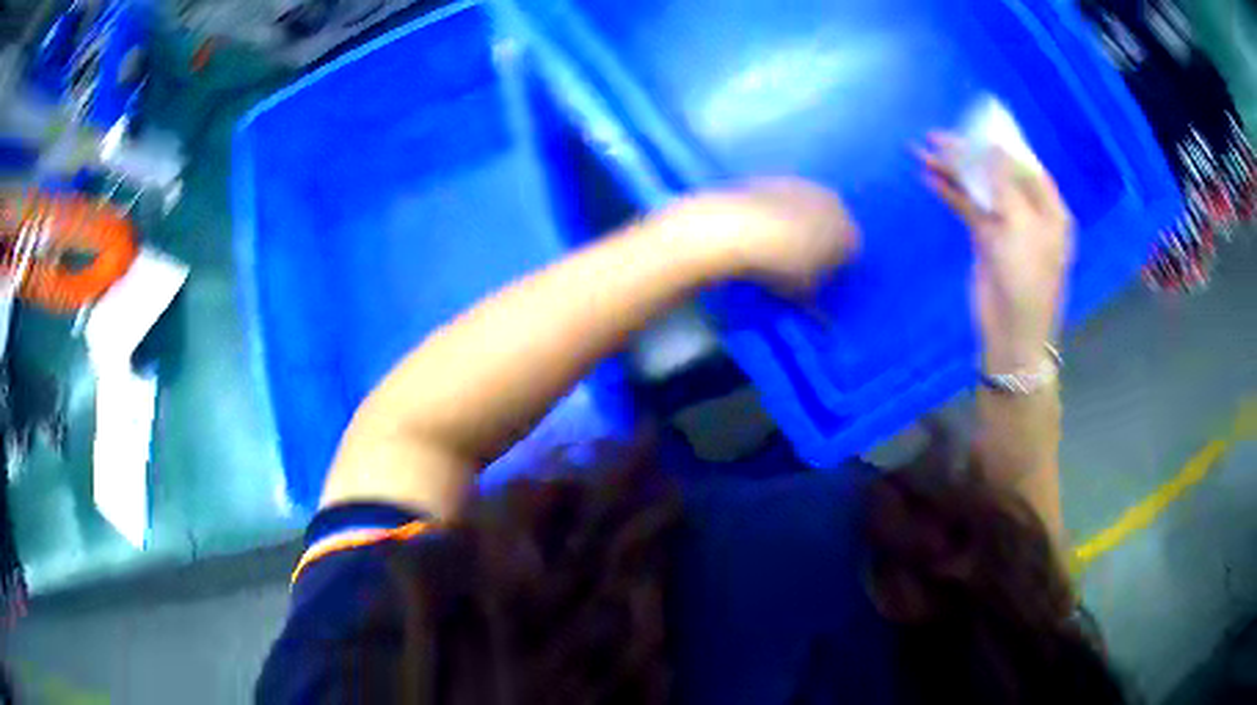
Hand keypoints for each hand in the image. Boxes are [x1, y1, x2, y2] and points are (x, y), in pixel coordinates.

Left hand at [660, 179, 859, 293]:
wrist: (740, 226)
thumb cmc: (780, 267)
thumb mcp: (801, 294)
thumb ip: (817, 306)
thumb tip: (823, 321)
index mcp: (849, 235)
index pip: (850, 257)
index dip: (833, 272)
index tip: (815, 283)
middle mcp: (835, 205)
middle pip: (832, 228)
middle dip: (819, 244)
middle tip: (795, 264)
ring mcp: (807, 186)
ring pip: (809, 210)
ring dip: (798, 224)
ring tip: (774, 244)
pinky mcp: (779, 176)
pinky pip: (783, 200)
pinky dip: (776, 211)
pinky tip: (758, 225)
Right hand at [919, 133, 1073, 372]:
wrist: (1012, 334)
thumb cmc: (1028, 281)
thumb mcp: (1022, 228)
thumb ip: (1006, 185)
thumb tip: (991, 148)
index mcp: (1049, 210)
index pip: (1025, 165)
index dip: (999, 144)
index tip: (973, 125)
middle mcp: (1029, 212)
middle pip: (997, 173)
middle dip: (969, 154)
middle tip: (936, 136)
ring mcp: (1007, 225)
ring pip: (978, 189)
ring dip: (953, 172)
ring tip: (922, 152)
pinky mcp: (986, 239)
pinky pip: (968, 208)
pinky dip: (951, 193)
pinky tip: (931, 178)